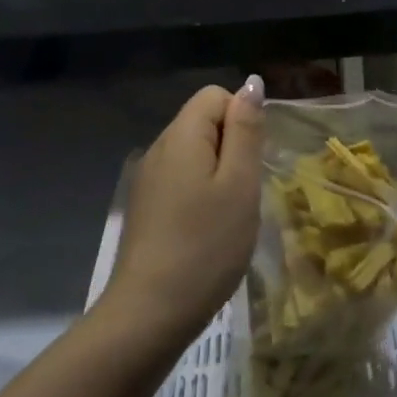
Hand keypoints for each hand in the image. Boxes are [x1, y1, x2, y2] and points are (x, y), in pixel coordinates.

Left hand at [100, 76, 264, 344]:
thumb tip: (251, 83)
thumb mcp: (239, 183)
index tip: (251, 163)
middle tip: (243, 192)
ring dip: (218, 173)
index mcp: (181, 136)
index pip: (215, 96)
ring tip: (228, 215)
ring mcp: (147, 179)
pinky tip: (206, 229)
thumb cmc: (207, 244)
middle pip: (203, 121)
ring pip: (193, 153)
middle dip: (231, 147)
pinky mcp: (145, 206)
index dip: (241, 119)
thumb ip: (246, 129)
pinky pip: (180, 179)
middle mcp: (159, 148)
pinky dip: (200, 193)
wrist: (150, 313)